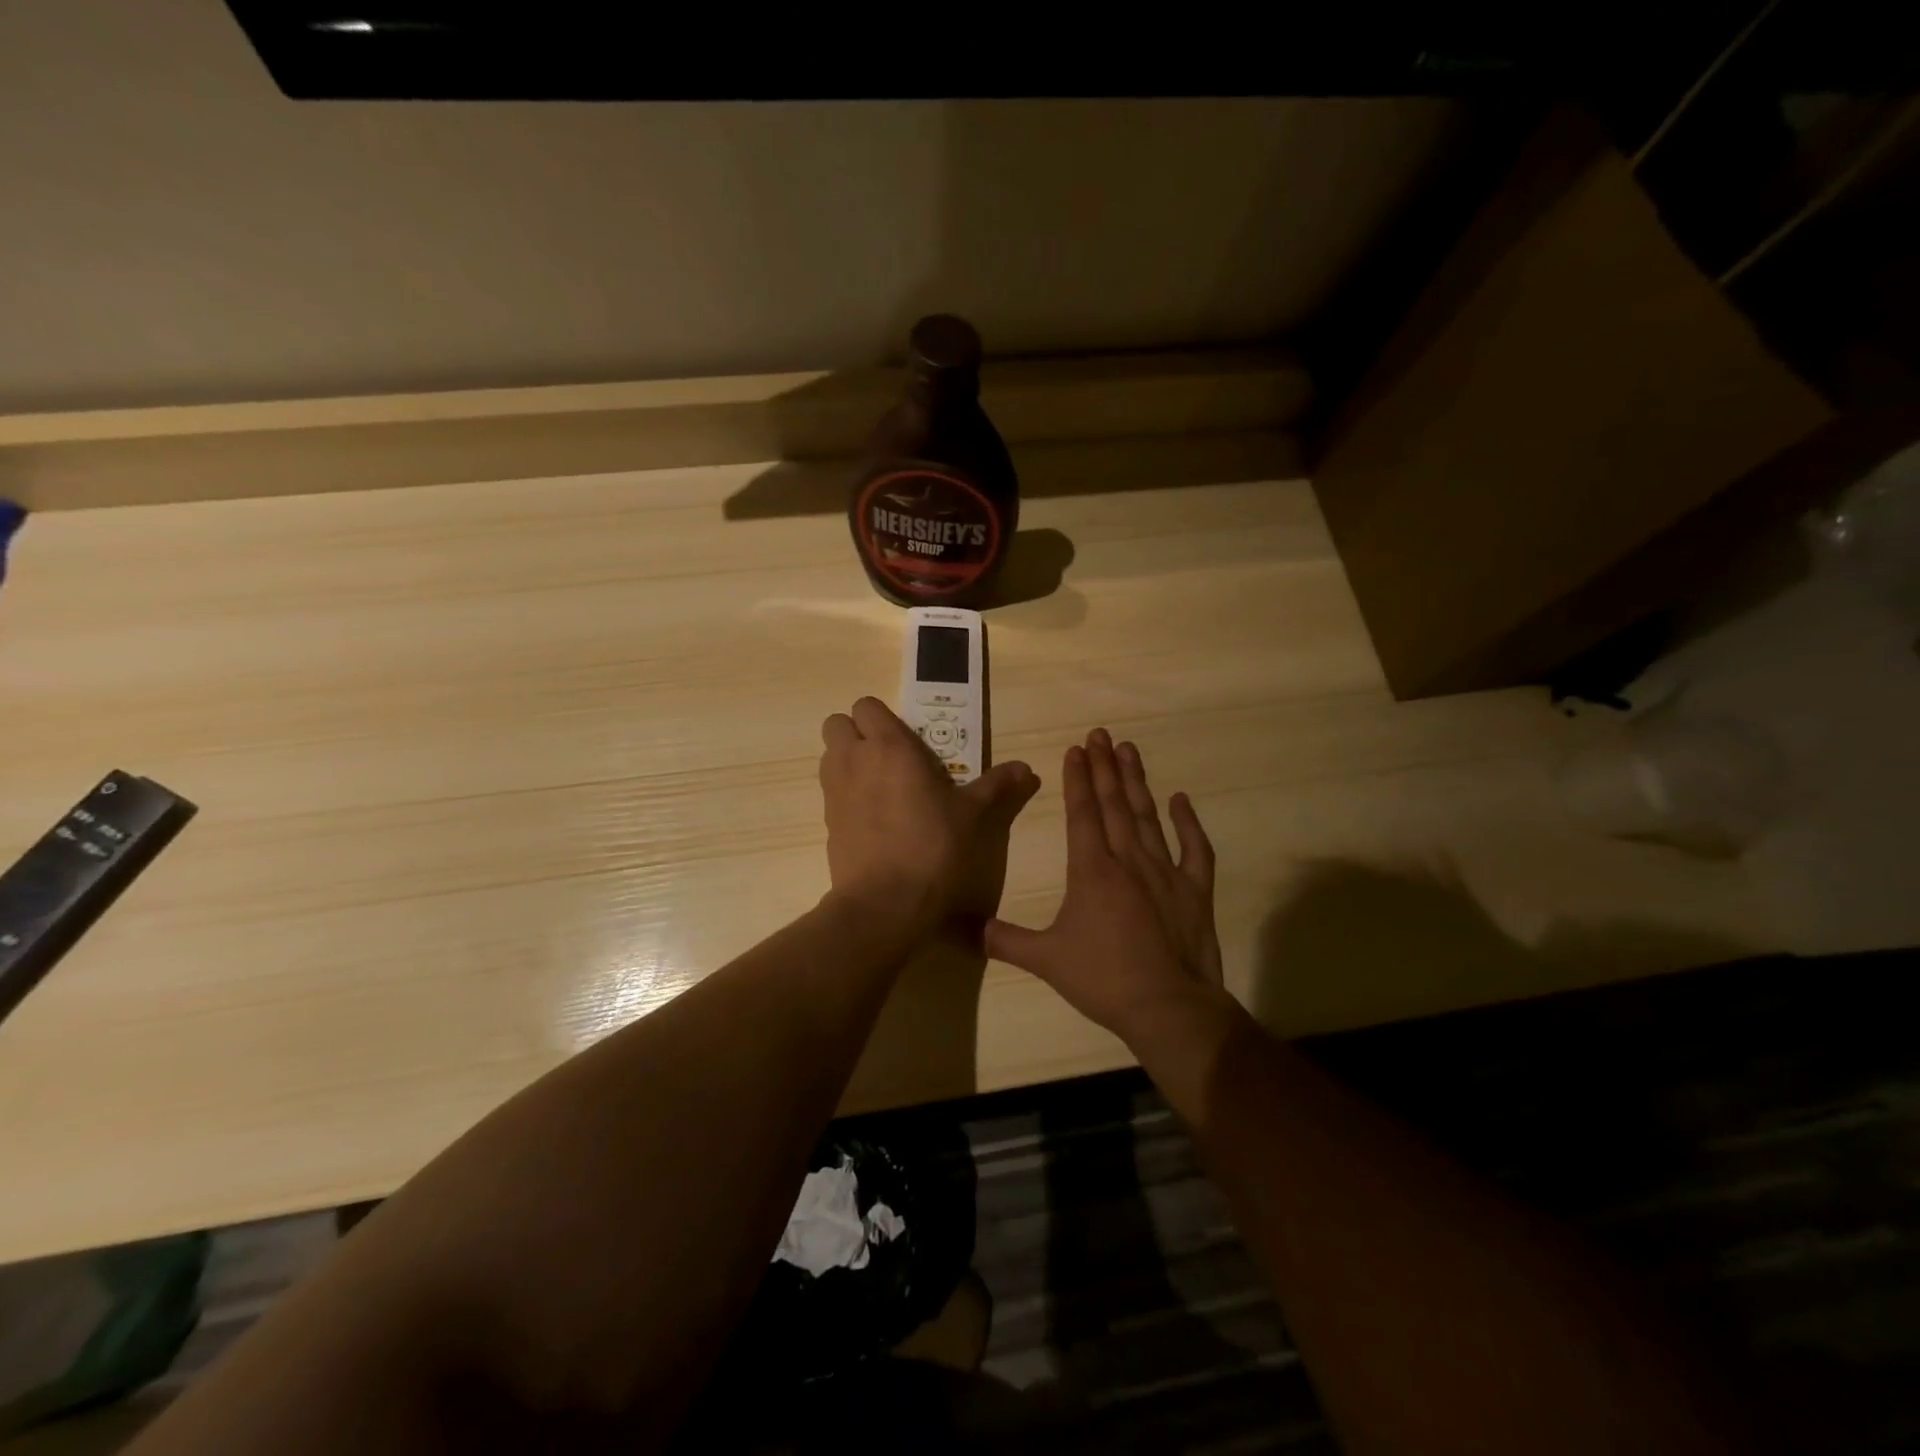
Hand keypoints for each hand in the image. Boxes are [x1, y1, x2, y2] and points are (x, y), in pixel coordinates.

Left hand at [819, 697, 1039, 936]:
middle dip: (857, 732)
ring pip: (829, 756)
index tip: (908, 739)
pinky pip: (831, 792)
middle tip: (890, 757)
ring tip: (882, 786)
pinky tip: (875, 819)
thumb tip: (1027, 769)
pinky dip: (846, 795)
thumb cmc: (934, 847)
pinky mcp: (826, 823)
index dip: (883, 717)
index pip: (866, 705)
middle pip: (837, 723)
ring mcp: (834, 792)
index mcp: (889, 746)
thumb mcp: (975, 816)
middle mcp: (854, 760)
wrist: (885, 903)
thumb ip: (999, 787)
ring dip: (848, 760)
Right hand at [985, 729, 1224, 1040]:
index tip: (1077, 749)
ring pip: (1148, 816)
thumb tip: (963, 929)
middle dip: (1105, 767)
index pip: (1083, 814)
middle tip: (1101, 734)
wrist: (1169, 1007)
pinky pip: (1194, 849)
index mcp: (1092, 871)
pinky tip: (1180, 800)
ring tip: (1130, 750)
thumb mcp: (1046, 960)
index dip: (1078, 779)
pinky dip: (1188, 823)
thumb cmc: (1104, 979)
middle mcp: (1129, 861)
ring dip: (1137, 782)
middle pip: (1114, 804)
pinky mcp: (1196, 890)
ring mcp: (1166, 872)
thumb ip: (1004, 941)